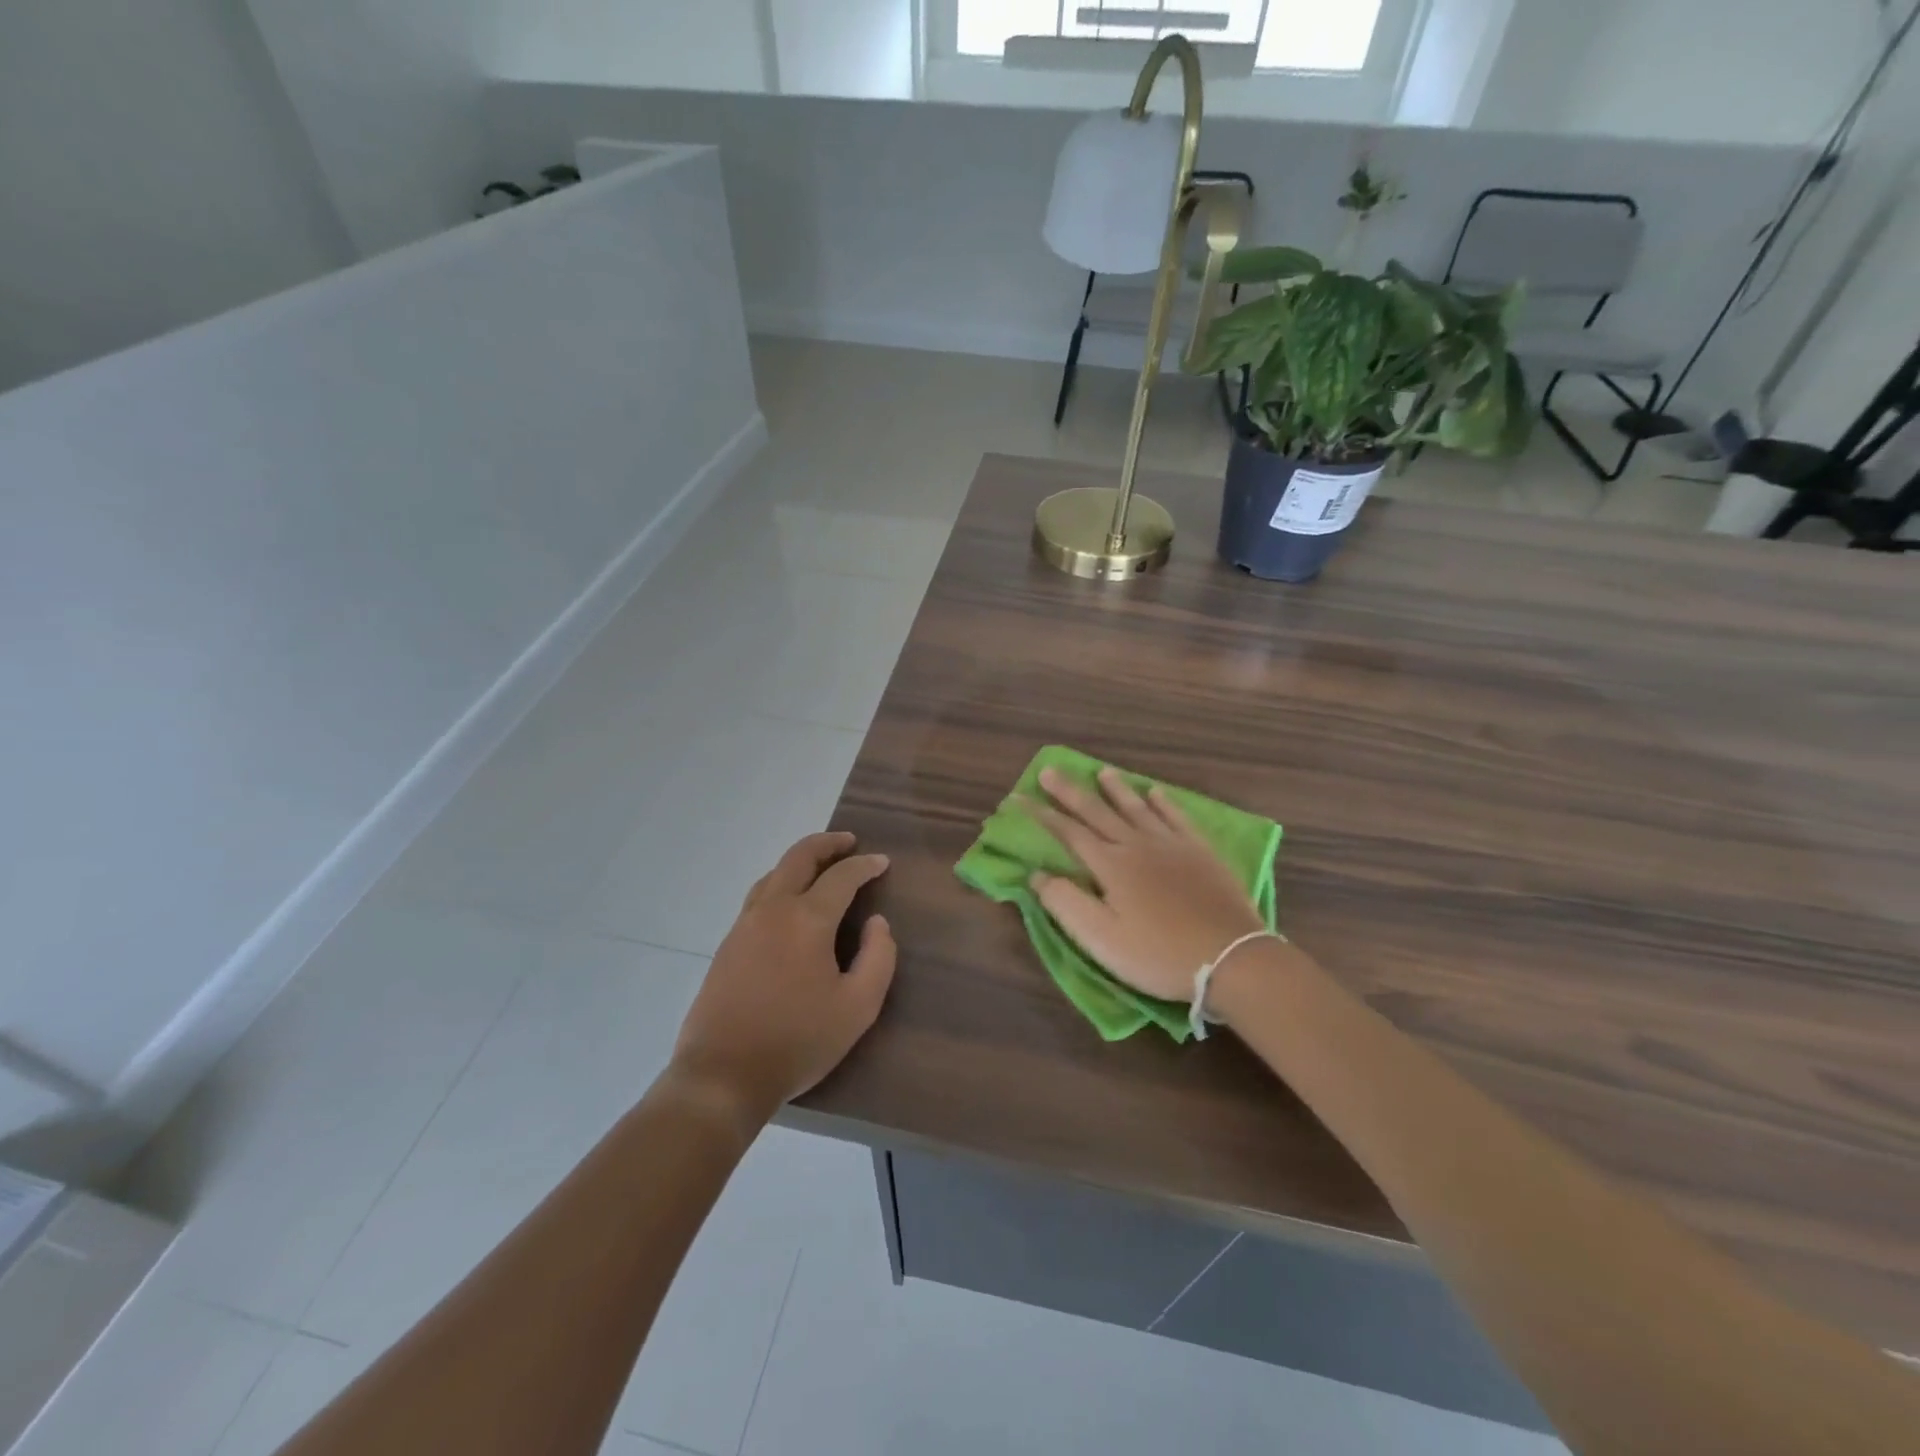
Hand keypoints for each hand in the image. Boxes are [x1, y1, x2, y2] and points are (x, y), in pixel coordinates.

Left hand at [670, 832, 895, 1125]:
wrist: (722, 1075)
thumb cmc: (798, 1041)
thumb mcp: (858, 1007)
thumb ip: (879, 957)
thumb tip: (877, 923)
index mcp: (807, 919)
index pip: (841, 876)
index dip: (865, 865)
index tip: (883, 862)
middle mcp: (772, 909)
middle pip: (799, 858)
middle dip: (827, 843)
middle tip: (849, 842)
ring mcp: (744, 925)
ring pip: (773, 874)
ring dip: (800, 862)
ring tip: (821, 867)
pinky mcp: (727, 945)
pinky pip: (758, 897)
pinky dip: (780, 884)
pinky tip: (789, 903)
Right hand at [1029, 766, 1266, 1003]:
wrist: (1231, 957)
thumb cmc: (1158, 954)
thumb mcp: (1100, 938)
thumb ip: (1065, 902)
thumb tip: (1036, 874)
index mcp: (1110, 865)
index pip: (1068, 832)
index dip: (1041, 814)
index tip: (1019, 797)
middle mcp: (1137, 845)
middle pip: (1098, 812)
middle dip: (1071, 792)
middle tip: (1051, 770)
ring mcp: (1172, 845)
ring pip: (1137, 808)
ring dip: (1116, 790)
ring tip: (1102, 771)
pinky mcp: (1201, 853)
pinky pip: (1177, 818)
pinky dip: (1163, 803)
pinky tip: (1156, 793)